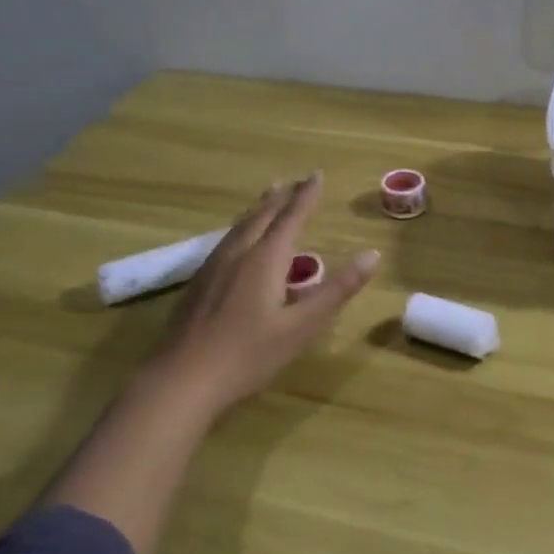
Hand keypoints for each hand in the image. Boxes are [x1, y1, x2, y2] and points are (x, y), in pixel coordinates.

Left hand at [140, 173, 379, 415]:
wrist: (182, 379)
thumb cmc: (248, 355)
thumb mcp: (302, 327)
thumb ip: (337, 290)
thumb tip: (372, 255)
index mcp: (265, 259)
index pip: (290, 217)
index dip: (306, 196)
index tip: (316, 174)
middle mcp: (238, 254)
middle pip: (261, 216)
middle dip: (281, 197)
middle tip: (293, 181)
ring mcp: (213, 268)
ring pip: (239, 227)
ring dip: (258, 209)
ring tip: (267, 198)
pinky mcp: (198, 284)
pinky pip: (226, 241)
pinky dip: (241, 229)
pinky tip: (236, 242)